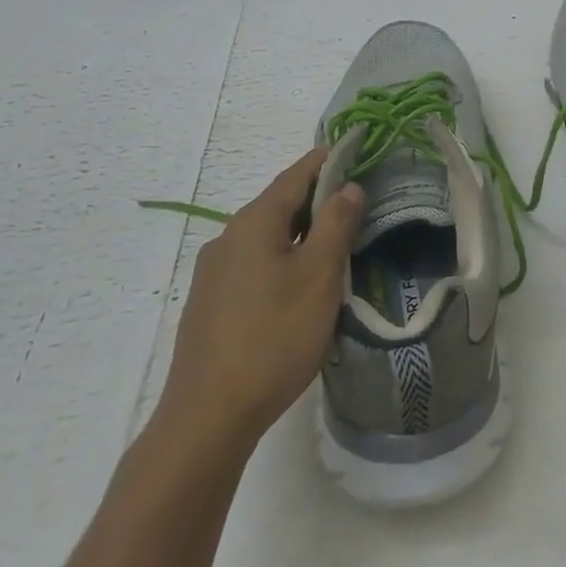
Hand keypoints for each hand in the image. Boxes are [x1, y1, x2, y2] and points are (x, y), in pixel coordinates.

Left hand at [154, 150, 365, 453]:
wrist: (208, 416)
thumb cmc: (274, 336)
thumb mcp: (319, 276)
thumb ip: (336, 224)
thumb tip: (348, 186)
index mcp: (254, 222)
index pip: (295, 175)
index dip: (326, 160)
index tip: (354, 150)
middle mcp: (228, 238)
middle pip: (279, 205)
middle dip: (317, 200)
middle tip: (356, 203)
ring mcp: (214, 273)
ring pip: (266, 238)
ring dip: (300, 234)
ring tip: (335, 247)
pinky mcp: (210, 304)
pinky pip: (253, 265)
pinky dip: (282, 260)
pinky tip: (299, 288)